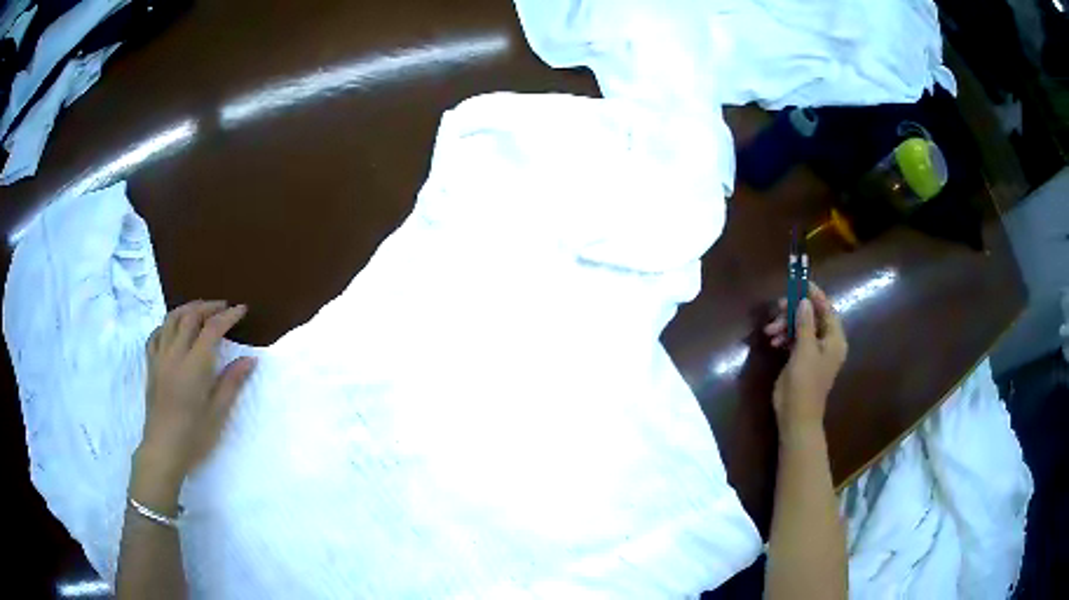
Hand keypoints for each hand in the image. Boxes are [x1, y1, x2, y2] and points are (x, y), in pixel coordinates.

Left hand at [134, 301, 256, 507]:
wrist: (163, 450)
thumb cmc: (194, 437)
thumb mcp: (218, 414)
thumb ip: (232, 383)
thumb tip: (250, 359)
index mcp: (194, 366)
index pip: (212, 329)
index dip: (228, 316)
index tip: (242, 310)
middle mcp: (175, 354)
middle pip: (190, 316)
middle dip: (209, 307)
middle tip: (224, 307)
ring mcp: (160, 358)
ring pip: (171, 319)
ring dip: (188, 309)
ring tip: (201, 310)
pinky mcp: (151, 366)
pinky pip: (156, 334)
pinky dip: (167, 324)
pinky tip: (173, 329)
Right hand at [763, 283, 847, 438]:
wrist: (796, 417)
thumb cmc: (805, 384)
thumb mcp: (804, 351)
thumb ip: (805, 324)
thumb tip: (804, 300)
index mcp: (834, 339)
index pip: (826, 309)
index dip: (813, 294)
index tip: (798, 282)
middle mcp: (827, 342)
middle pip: (812, 316)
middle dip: (794, 311)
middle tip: (777, 307)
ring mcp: (814, 351)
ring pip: (801, 327)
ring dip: (785, 325)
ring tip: (769, 331)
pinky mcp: (802, 359)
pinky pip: (795, 339)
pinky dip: (785, 336)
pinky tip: (773, 341)